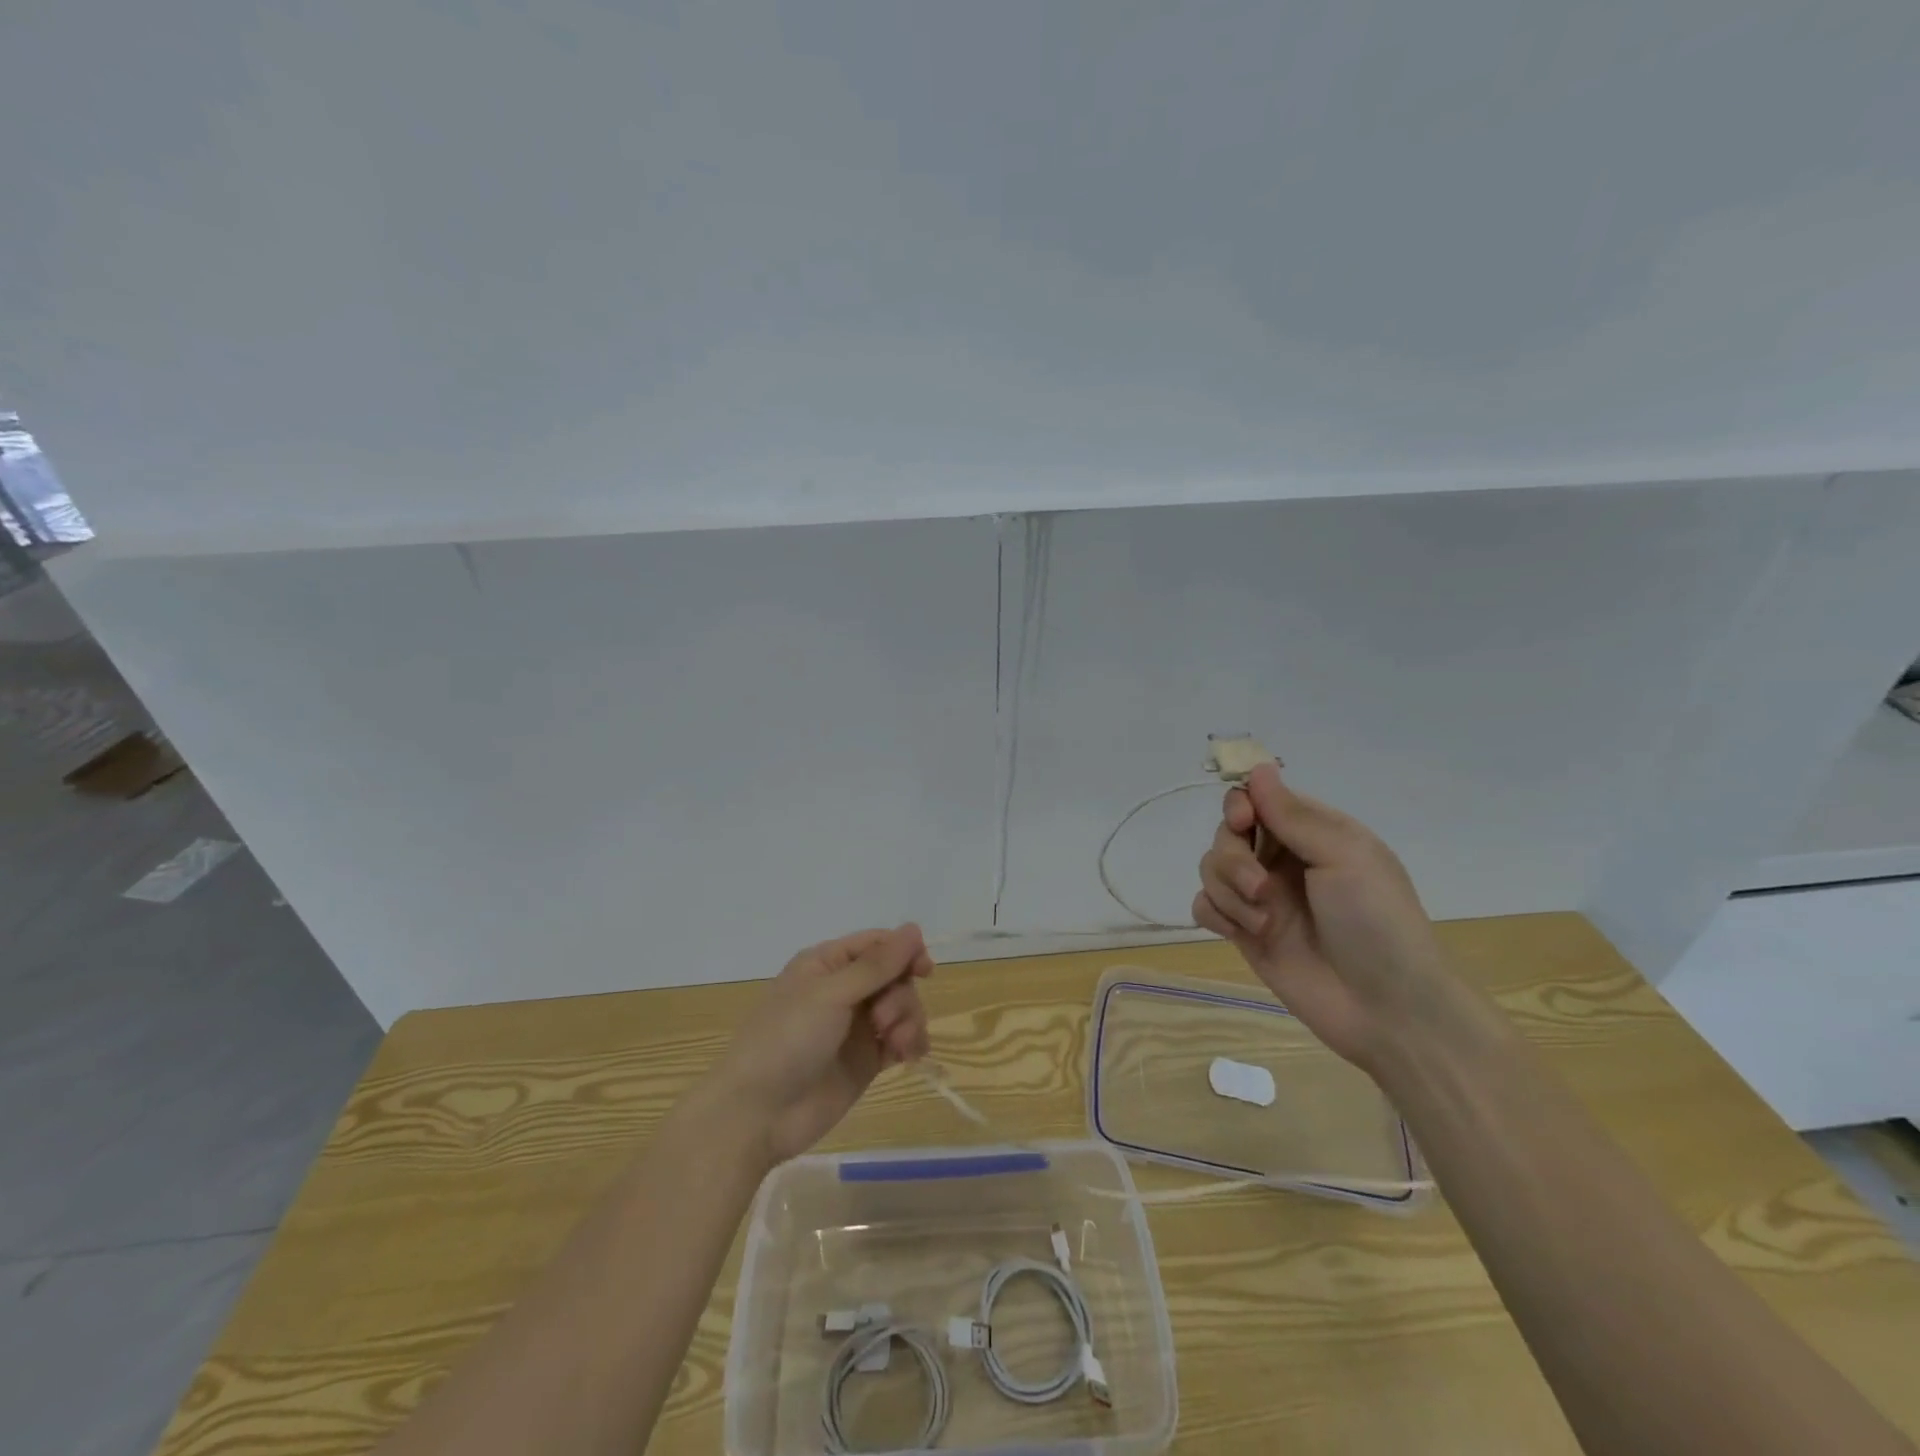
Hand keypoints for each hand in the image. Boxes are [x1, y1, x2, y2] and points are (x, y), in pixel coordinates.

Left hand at [703, 925, 933, 1164]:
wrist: (758, 1114)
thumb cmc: (786, 1040)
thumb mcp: (830, 994)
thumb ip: (876, 964)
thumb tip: (914, 928)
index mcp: (827, 964)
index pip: (877, 944)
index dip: (904, 952)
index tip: (924, 971)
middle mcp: (843, 990)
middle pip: (895, 976)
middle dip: (900, 995)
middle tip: (883, 1020)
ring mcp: (856, 1027)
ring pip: (902, 1007)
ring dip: (908, 1020)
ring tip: (897, 1044)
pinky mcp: (866, 1061)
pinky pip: (901, 1040)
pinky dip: (910, 1043)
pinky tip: (908, 1056)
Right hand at [1193, 764, 1451, 1070]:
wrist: (1386, 1008)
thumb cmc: (1376, 922)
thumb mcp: (1344, 857)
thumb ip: (1293, 815)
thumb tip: (1257, 768)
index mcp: (1313, 834)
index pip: (1259, 799)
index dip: (1241, 805)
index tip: (1244, 822)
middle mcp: (1282, 859)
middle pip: (1227, 833)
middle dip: (1233, 857)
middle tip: (1261, 887)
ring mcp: (1261, 897)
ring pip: (1211, 868)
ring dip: (1229, 890)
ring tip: (1264, 921)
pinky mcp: (1244, 932)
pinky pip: (1205, 906)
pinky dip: (1216, 914)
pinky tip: (1241, 933)